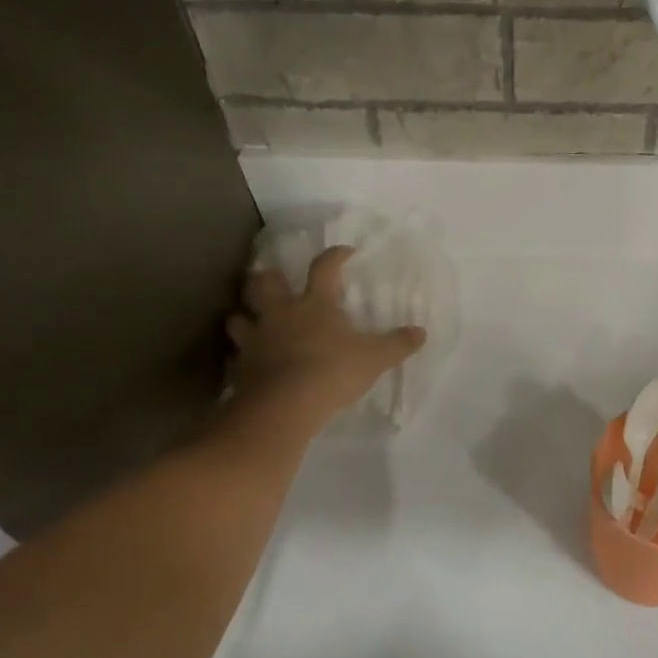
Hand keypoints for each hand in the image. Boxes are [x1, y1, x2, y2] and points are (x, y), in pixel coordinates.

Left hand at [227, 246, 425, 434]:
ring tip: (254, 321)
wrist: (284, 406)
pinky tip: (250, 361)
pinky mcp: (242, 365)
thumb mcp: (375, 358)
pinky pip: (237, 353)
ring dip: (246, 315)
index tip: (344, 252)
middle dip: (269, 277)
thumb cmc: (332, 372)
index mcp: (314, 304)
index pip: (324, 268)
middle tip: (276, 281)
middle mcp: (281, 313)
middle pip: (265, 282)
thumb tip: (421, 332)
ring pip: (240, 316)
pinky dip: (243, 353)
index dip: (335, 256)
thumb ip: (397, 344)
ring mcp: (257, 338)